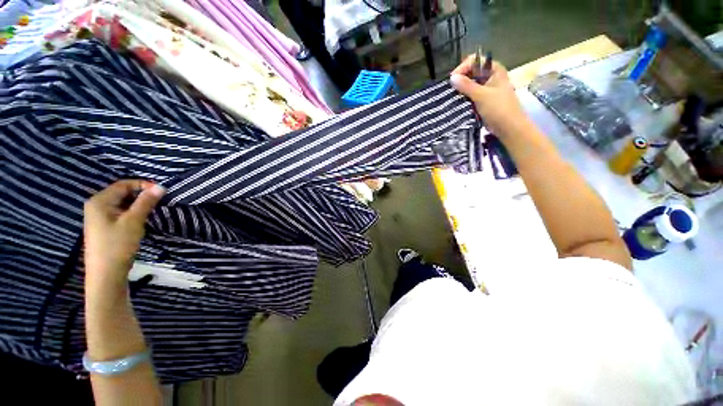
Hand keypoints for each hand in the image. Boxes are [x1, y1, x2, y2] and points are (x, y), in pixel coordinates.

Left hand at [83, 180, 164, 295]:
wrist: (106, 273)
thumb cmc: (118, 244)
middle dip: (141, 195)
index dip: (143, 185)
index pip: (123, 184)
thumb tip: (160, 187)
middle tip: (159, 202)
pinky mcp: (104, 227)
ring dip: (138, 205)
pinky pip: (120, 213)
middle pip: (122, 193)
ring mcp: (99, 217)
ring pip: (122, 204)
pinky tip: (141, 220)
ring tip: (152, 210)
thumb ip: (146, 202)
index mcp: (99, 201)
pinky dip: (132, 213)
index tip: (161, 191)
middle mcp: (97, 206)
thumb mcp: (134, 221)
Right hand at [450, 55, 530, 137]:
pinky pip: (471, 96)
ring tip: (451, 97)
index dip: (463, 68)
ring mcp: (487, 90)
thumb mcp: (481, 95)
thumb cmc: (498, 108)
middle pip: (472, 73)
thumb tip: (452, 77)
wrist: (509, 127)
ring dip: (461, 91)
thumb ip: (466, 86)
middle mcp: (491, 77)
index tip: (452, 80)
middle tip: (450, 90)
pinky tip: (457, 104)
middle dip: (461, 80)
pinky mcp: (484, 101)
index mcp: (494, 70)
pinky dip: (464, 99)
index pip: (475, 61)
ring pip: (471, 86)